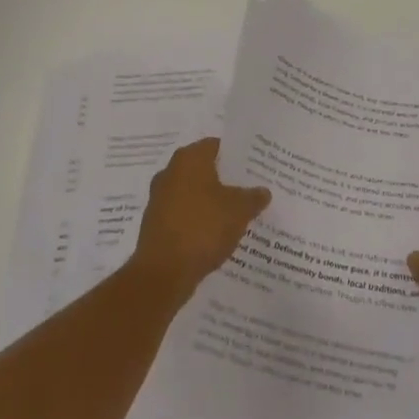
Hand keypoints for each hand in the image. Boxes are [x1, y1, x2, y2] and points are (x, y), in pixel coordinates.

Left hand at [129, 138, 270, 301]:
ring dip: (211, 202)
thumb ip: (253, 197)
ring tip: (237, 214)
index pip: (217, 146)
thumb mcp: (239, 211)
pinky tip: (215, 235)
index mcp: (189, 159)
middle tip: (250, 189)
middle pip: (204, 169)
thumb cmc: (203, 228)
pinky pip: (183, 215)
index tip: (255, 167)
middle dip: (225, 180)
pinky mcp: (155, 224)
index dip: (237, 156)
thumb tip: (263, 191)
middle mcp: (170, 172)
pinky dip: (198, 221)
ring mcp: (159, 198)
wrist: (163, 273)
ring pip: (193, 193)